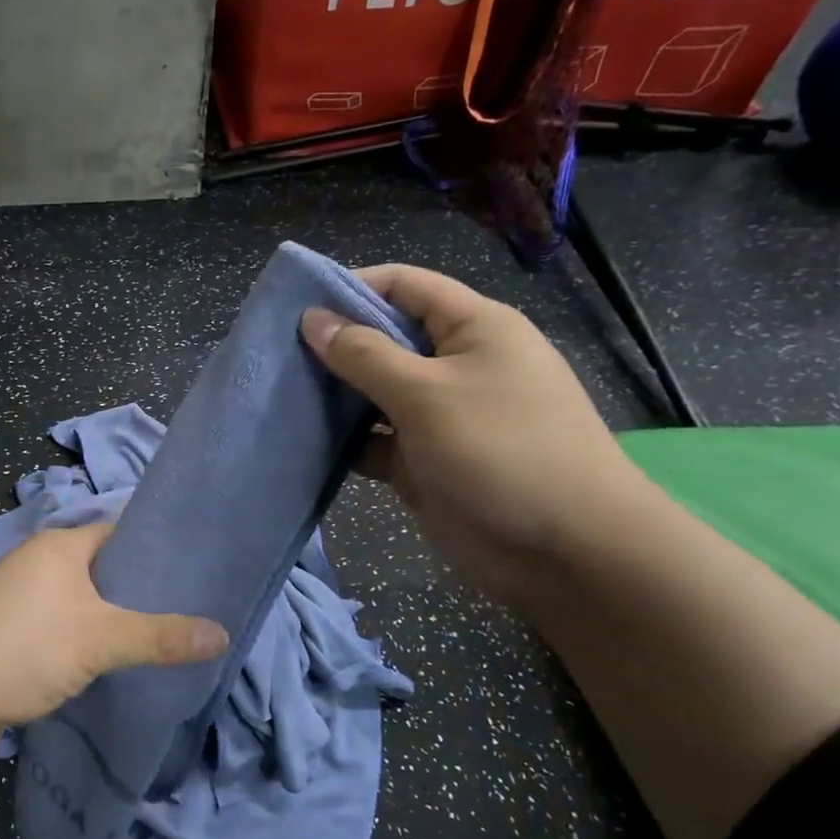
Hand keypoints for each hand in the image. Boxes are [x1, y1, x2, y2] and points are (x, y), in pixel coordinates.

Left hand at [0, 523, 227, 739]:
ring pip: (83, 604)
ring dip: (114, 621)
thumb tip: (222, 634)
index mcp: (59, 546)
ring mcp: (22, 600)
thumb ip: (160, 636)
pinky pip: (64, 630)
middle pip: (102, 570)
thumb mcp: (100, 639)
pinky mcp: (13, 635)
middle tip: (191, 612)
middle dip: (140, 591)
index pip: (119, 533)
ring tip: (164, 640)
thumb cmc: (22, 649)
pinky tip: (116, 664)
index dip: (156, 549)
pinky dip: (88, 643)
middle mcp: (39, 564)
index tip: (197, 570)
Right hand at [301, 265, 650, 602]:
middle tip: (274, 355)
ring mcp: (438, 416)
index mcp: (472, 329)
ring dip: (332, 395)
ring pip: (373, 392)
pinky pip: (373, 439)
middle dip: (333, 344)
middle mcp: (454, 365)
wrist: (565, 553)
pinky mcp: (422, 460)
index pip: (404, 286)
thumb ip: (364, 355)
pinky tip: (301, 441)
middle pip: (384, 339)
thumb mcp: (427, 395)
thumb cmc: (501, 452)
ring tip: (277, 394)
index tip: (294, 305)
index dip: (351, 287)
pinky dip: (342, 440)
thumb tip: (313, 319)